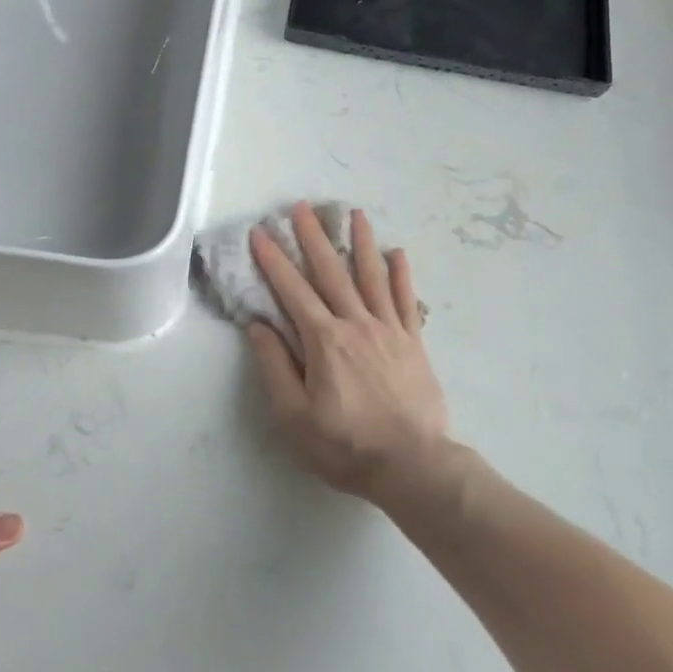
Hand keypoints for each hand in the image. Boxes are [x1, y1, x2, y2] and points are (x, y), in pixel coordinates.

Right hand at [247, 203, 451, 502]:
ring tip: (354, 213)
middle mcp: (356, 323)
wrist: (412, 464)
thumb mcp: (294, 416)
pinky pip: (405, 299)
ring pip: (371, 276)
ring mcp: (389, 329)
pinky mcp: (413, 342)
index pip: (292, 291)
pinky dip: (401, 274)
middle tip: (302, 207)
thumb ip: (275, 367)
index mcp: (323, 340)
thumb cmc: (345, 445)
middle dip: (313, 237)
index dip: (273, 260)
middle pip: (331, 272)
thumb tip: (259, 326)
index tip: (260, 233)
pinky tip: (398, 252)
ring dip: (360, 242)